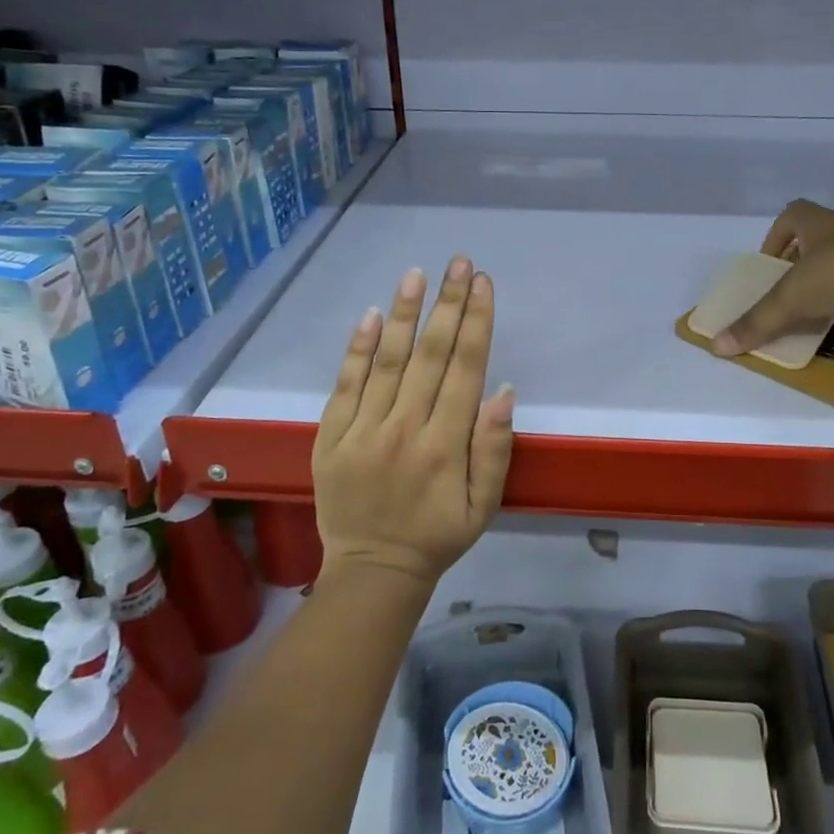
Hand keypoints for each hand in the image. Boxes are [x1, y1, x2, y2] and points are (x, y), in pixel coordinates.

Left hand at [312, 256, 515, 584]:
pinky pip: (345, 385)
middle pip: (431, 355)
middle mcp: (405, 428)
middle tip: (459, 262)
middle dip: (448, 304)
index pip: (465, 369)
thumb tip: (502, 392)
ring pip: (389, 362)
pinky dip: (358, 349)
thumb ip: (494, 449)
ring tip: (418, 274)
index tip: (483, 284)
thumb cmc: (438, 536)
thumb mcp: (484, 505)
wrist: (372, 571)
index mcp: (446, 445)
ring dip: (406, 314)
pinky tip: (373, 316)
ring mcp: (363, 430)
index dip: (476, 322)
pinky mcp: (331, 437)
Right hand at [712, 199, 833, 355]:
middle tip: (785, 288)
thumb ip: (757, 322)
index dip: (776, 236)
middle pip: (815, 238)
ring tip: (810, 306)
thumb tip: (717, 346)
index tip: (769, 264)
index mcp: (819, 222)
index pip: (793, 214)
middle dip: (798, 262)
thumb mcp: (790, 299)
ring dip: (824, 279)